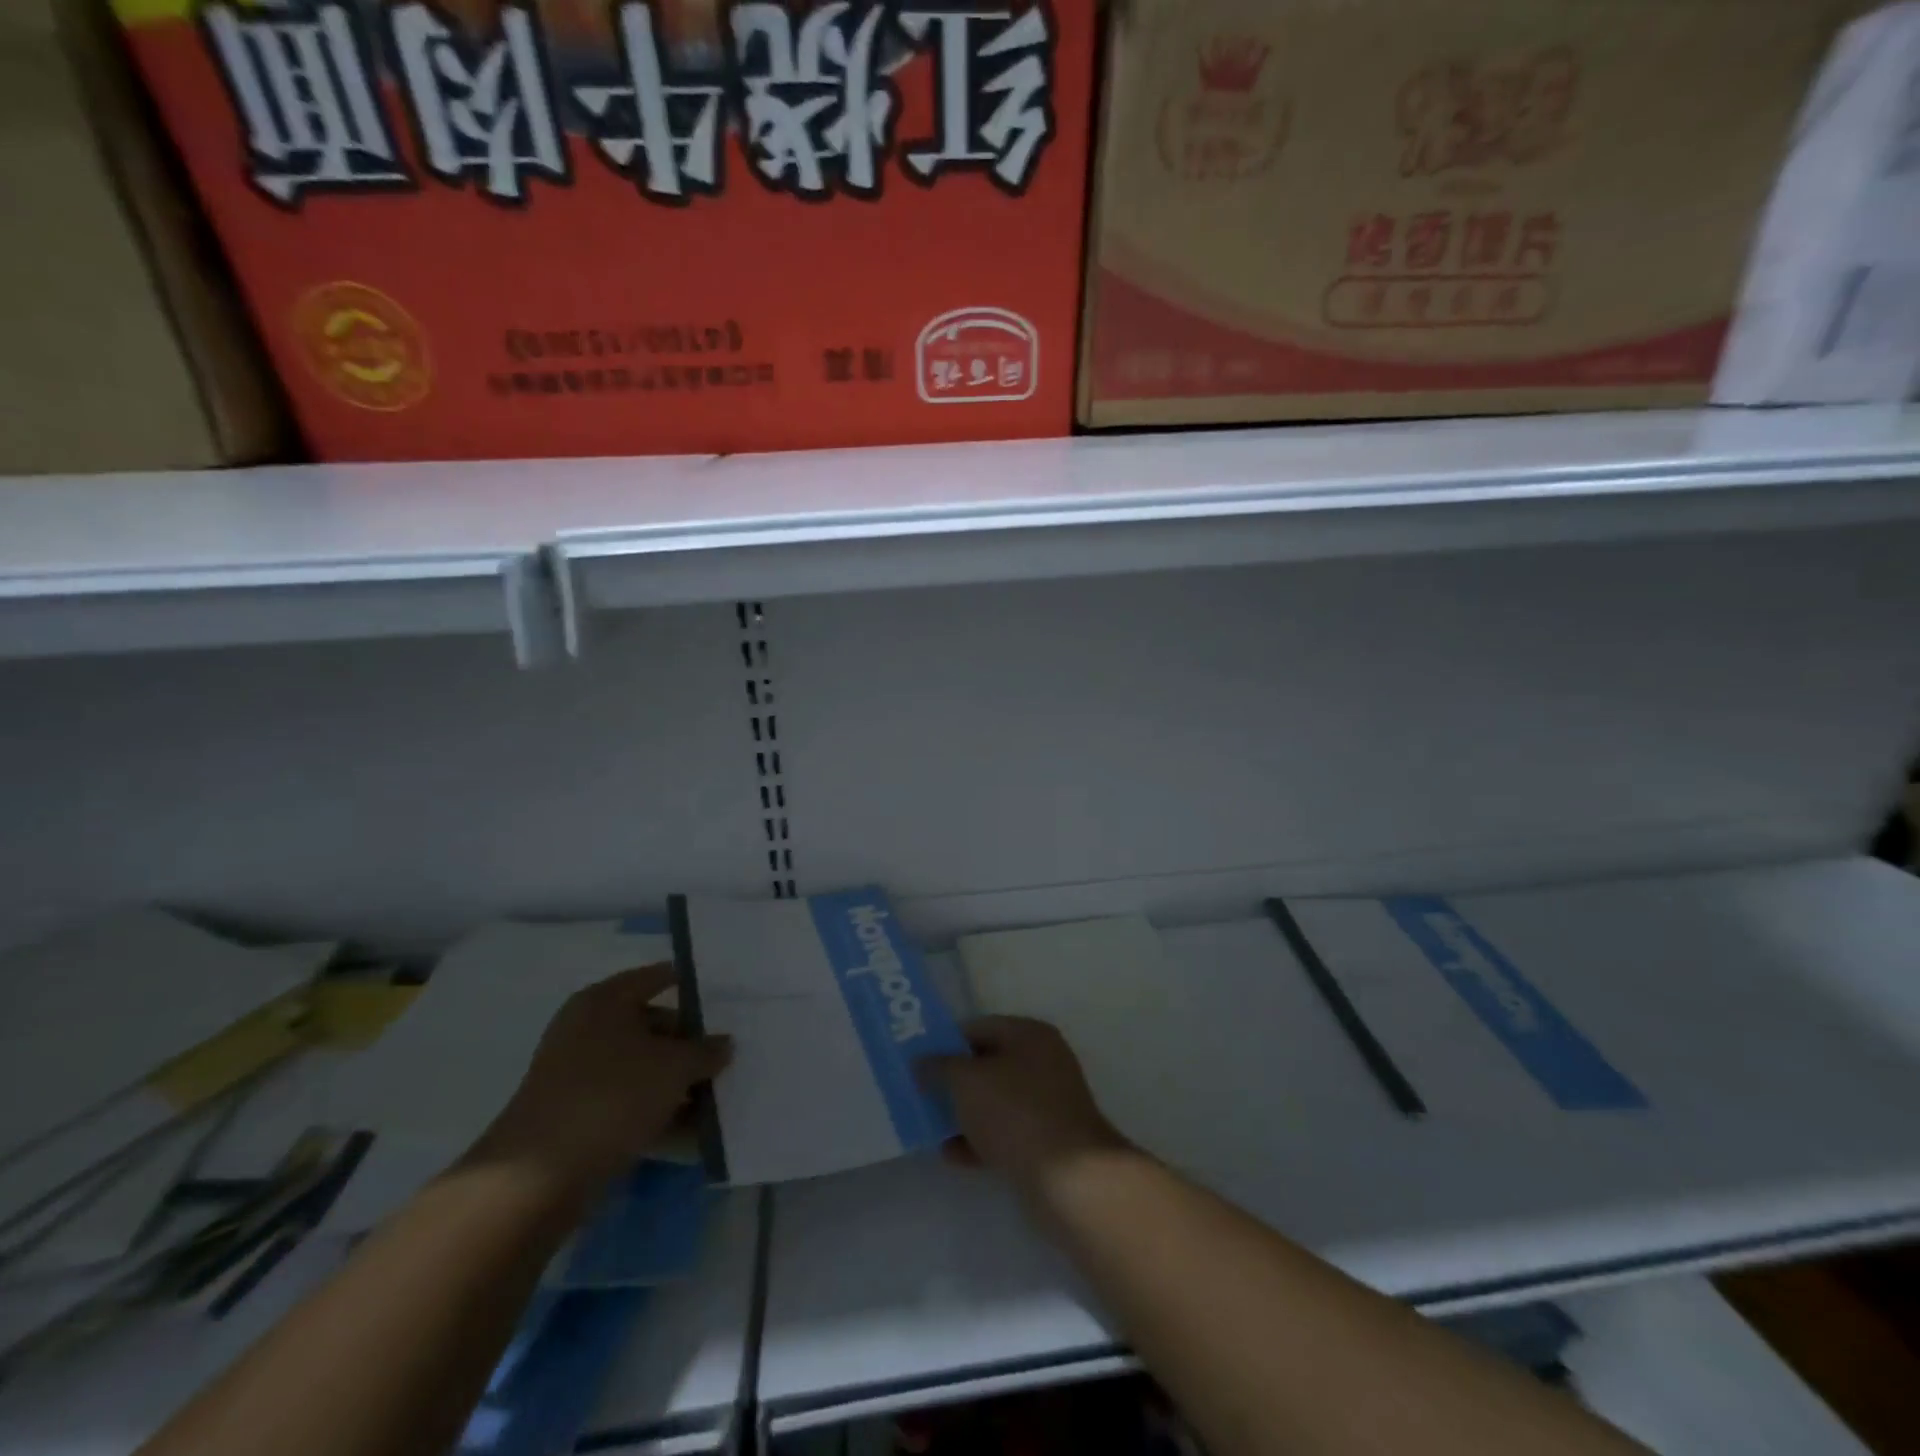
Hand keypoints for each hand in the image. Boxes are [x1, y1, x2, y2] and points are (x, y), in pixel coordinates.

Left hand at [467, 964, 730, 1198]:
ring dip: (678, 1081)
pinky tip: (692, 1128)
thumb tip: (723, 1043)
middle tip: (728, 1055)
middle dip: (690, 1042)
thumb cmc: (612, 1096)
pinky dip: (658, 1109)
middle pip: (652, 1024)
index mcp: (605, 1001)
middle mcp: (588, 1029)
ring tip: (718, 1095)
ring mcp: (578, 1074)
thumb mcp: (674, 1067)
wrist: (537, 1178)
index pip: (657, 977)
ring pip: (642, 1067)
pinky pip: (628, 1101)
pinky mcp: (576, 1115)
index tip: (726, 998)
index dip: (692, 985)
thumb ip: (705, 1050)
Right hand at [919, 1016, 1129, 1190]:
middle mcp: (1043, 1062)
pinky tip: (953, 1155)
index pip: (978, 1027)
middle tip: (920, 1095)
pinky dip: (980, 1140)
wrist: (1069, 1178)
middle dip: (954, 1081)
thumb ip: (939, 1067)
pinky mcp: (1048, 1141)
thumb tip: (922, 1062)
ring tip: (931, 1128)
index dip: (946, 1043)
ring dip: (964, 1114)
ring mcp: (1048, 1103)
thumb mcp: (966, 1082)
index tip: (918, 1062)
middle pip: (987, 1064)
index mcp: (1029, 1034)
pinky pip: (1006, 1132)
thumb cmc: (1015, 1112)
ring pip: (995, 1101)